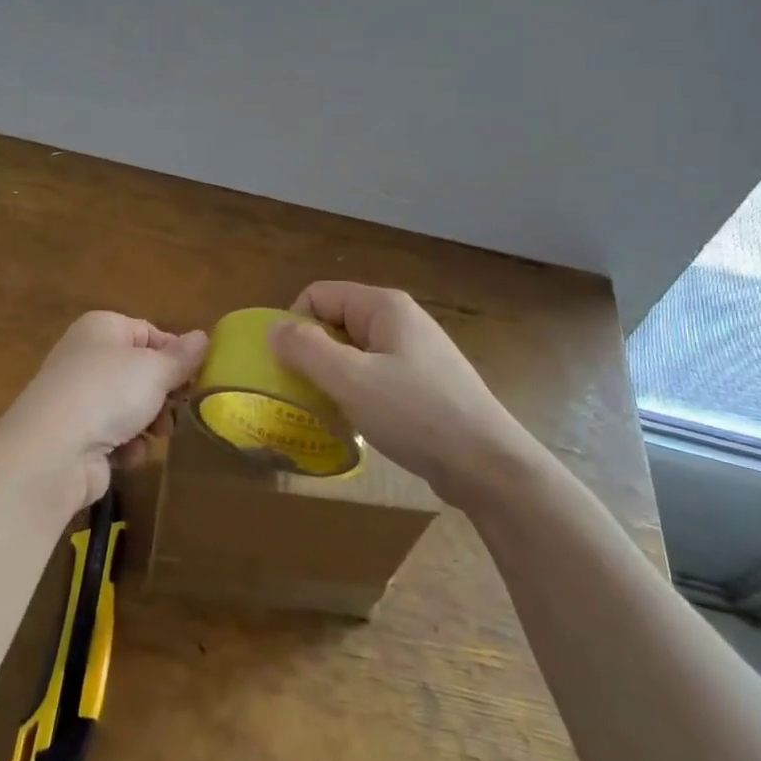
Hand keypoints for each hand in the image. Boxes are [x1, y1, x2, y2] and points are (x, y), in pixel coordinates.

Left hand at [0, 311, 207, 510]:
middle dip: (164, 395)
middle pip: (140, 372)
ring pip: (130, 406)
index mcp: (102, 328)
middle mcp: (87, 356)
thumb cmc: (109, 392)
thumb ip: (183, 356)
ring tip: (156, 434)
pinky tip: (127, 454)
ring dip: (149, 423)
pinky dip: (126, 445)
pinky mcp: (75, 435)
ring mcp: (78, 397)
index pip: (150, 333)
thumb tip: (203, 336)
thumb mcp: (155, 369)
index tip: (196, 377)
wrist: (53, 450)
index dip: (175, 355)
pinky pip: (113, 435)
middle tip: (179, 409)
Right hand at [268, 282, 543, 507]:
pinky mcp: (422, 383)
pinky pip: (373, 375)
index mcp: (383, 306)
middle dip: (312, 354)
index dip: (295, 325)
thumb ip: (306, 349)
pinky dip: (356, 394)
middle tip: (304, 394)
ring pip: (353, 352)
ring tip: (328, 412)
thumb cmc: (416, 415)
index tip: (288, 368)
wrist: (487, 465)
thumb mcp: (351, 380)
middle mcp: (399, 320)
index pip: (318, 295)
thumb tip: (273, 328)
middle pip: (335, 322)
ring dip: (332, 378)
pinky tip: (357, 424)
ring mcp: (414, 352)